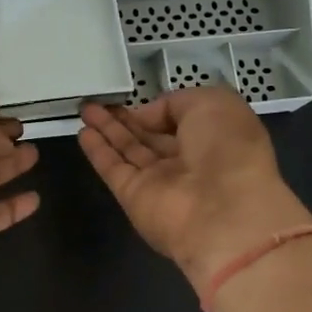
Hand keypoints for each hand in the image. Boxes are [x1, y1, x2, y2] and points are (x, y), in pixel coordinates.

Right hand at [79, 89, 311, 293]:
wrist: (223, 213)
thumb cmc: (228, 150)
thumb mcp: (212, 103)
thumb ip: (176, 102)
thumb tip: (147, 117)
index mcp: (215, 138)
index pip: (181, 120)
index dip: (158, 109)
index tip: (136, 98)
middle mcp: (187, 161)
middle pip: (150, 136)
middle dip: (126, 119)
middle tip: (99, 102)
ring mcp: (159, 181)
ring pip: (129, 150)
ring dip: (107, 130)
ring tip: (85, 110)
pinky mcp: (134, 197)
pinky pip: (113, 168)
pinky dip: (98, 151)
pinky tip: (83, 133)